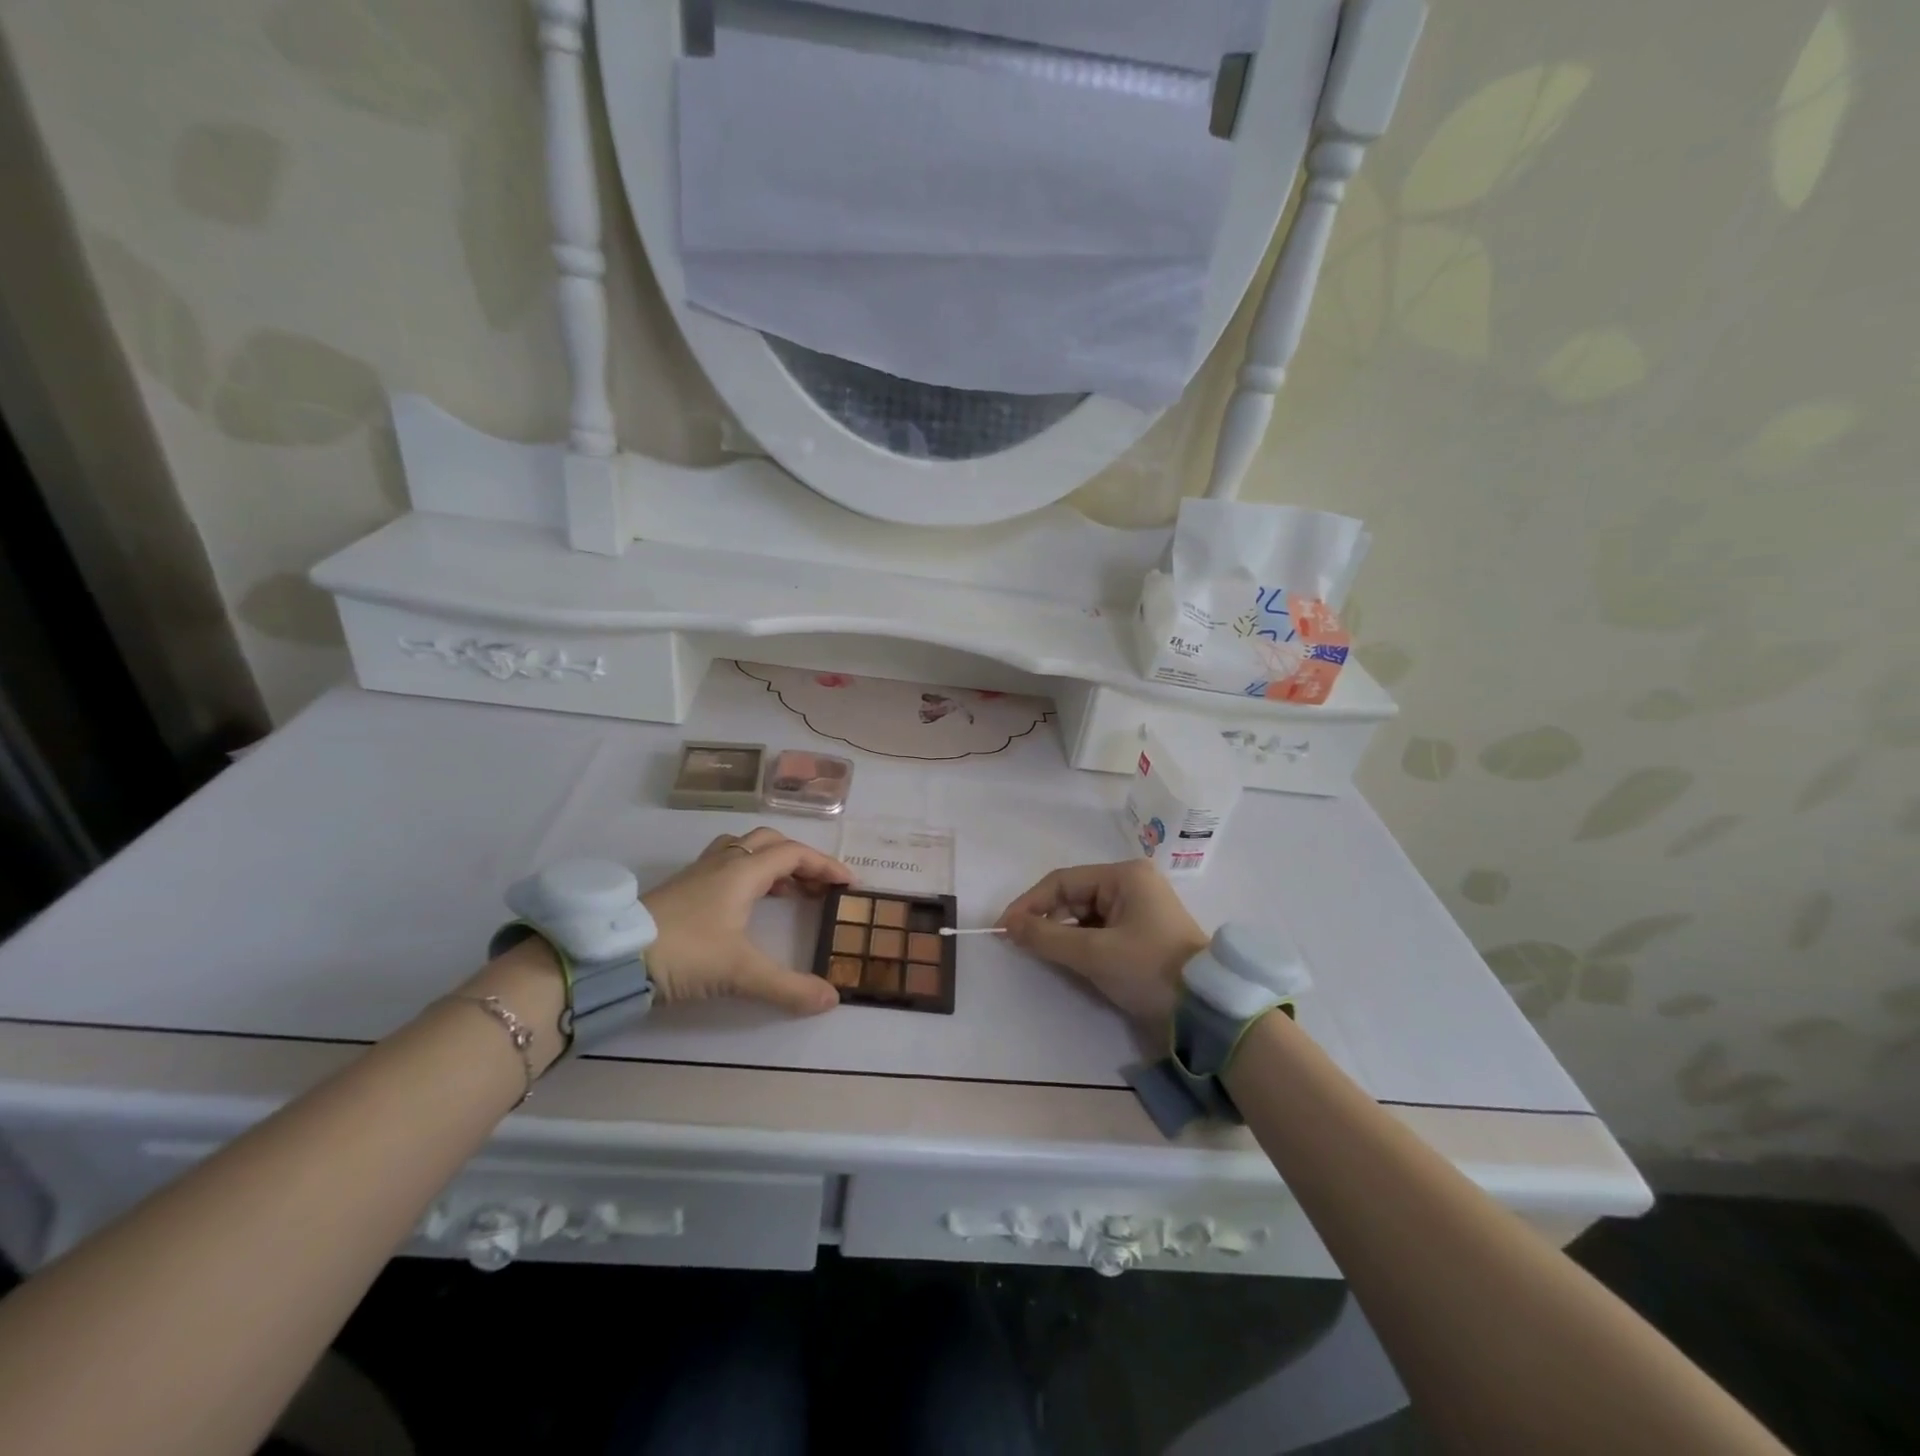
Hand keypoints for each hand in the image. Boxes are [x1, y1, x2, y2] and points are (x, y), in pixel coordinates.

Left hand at [641, 827, 853, 1014]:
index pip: (794, 854)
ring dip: (772, 863)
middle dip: (800, 859)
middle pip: (770, 842)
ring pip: (744, 849)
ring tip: (787, 891)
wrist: (613, 957)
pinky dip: (748, 874)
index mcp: (743, 871)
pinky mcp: (681, 888)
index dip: (825, 865)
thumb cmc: (684, 952)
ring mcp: (699, 872)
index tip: (848, 883)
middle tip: (818, 886)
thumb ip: (788, 987)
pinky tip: (745, 904)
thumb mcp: (740, 973)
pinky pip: (726, 864)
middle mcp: (724, 862)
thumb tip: (832, 999)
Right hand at [997, 861, 1209, 1034]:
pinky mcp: (1142, 934)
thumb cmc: (1150, 970)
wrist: (1207, 1010)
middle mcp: (1132, 884)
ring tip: (1039, 954)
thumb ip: (1046, 937)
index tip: (1004, 928)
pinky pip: (1100, 931)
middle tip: (1018, 943)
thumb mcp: (1094, 954)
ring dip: (1062, 934)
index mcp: (1125, 876)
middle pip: (1074, 896)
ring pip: (1085, 916)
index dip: (1029, 903)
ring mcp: (1139, 909)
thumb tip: (1007, 925)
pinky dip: (1081, 944)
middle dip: (1045, 919)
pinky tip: (1067, 960)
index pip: (1063, 881)